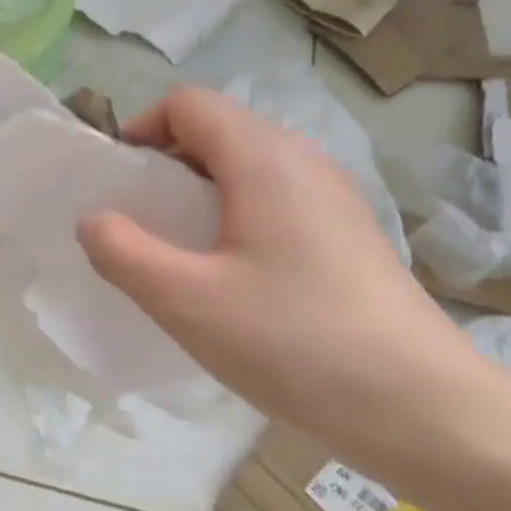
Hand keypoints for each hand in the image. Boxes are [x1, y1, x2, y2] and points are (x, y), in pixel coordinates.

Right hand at [77, 86, 488, 466]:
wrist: (417, 406)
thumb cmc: (290, 341)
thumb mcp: (184, 301)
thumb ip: (122, 252)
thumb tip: (93, 220)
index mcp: (264, 160)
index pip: (188, 104)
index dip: (140, 129)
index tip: (116, 184)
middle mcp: (305, 162)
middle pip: (220, 132)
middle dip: (165, 165)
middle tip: (138, 224)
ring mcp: (335, 199)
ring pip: (249, 169)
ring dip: (199, 195)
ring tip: (178, 255)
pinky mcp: (350, 237)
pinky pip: (276, 203)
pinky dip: (235, 220)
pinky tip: (230, 280)